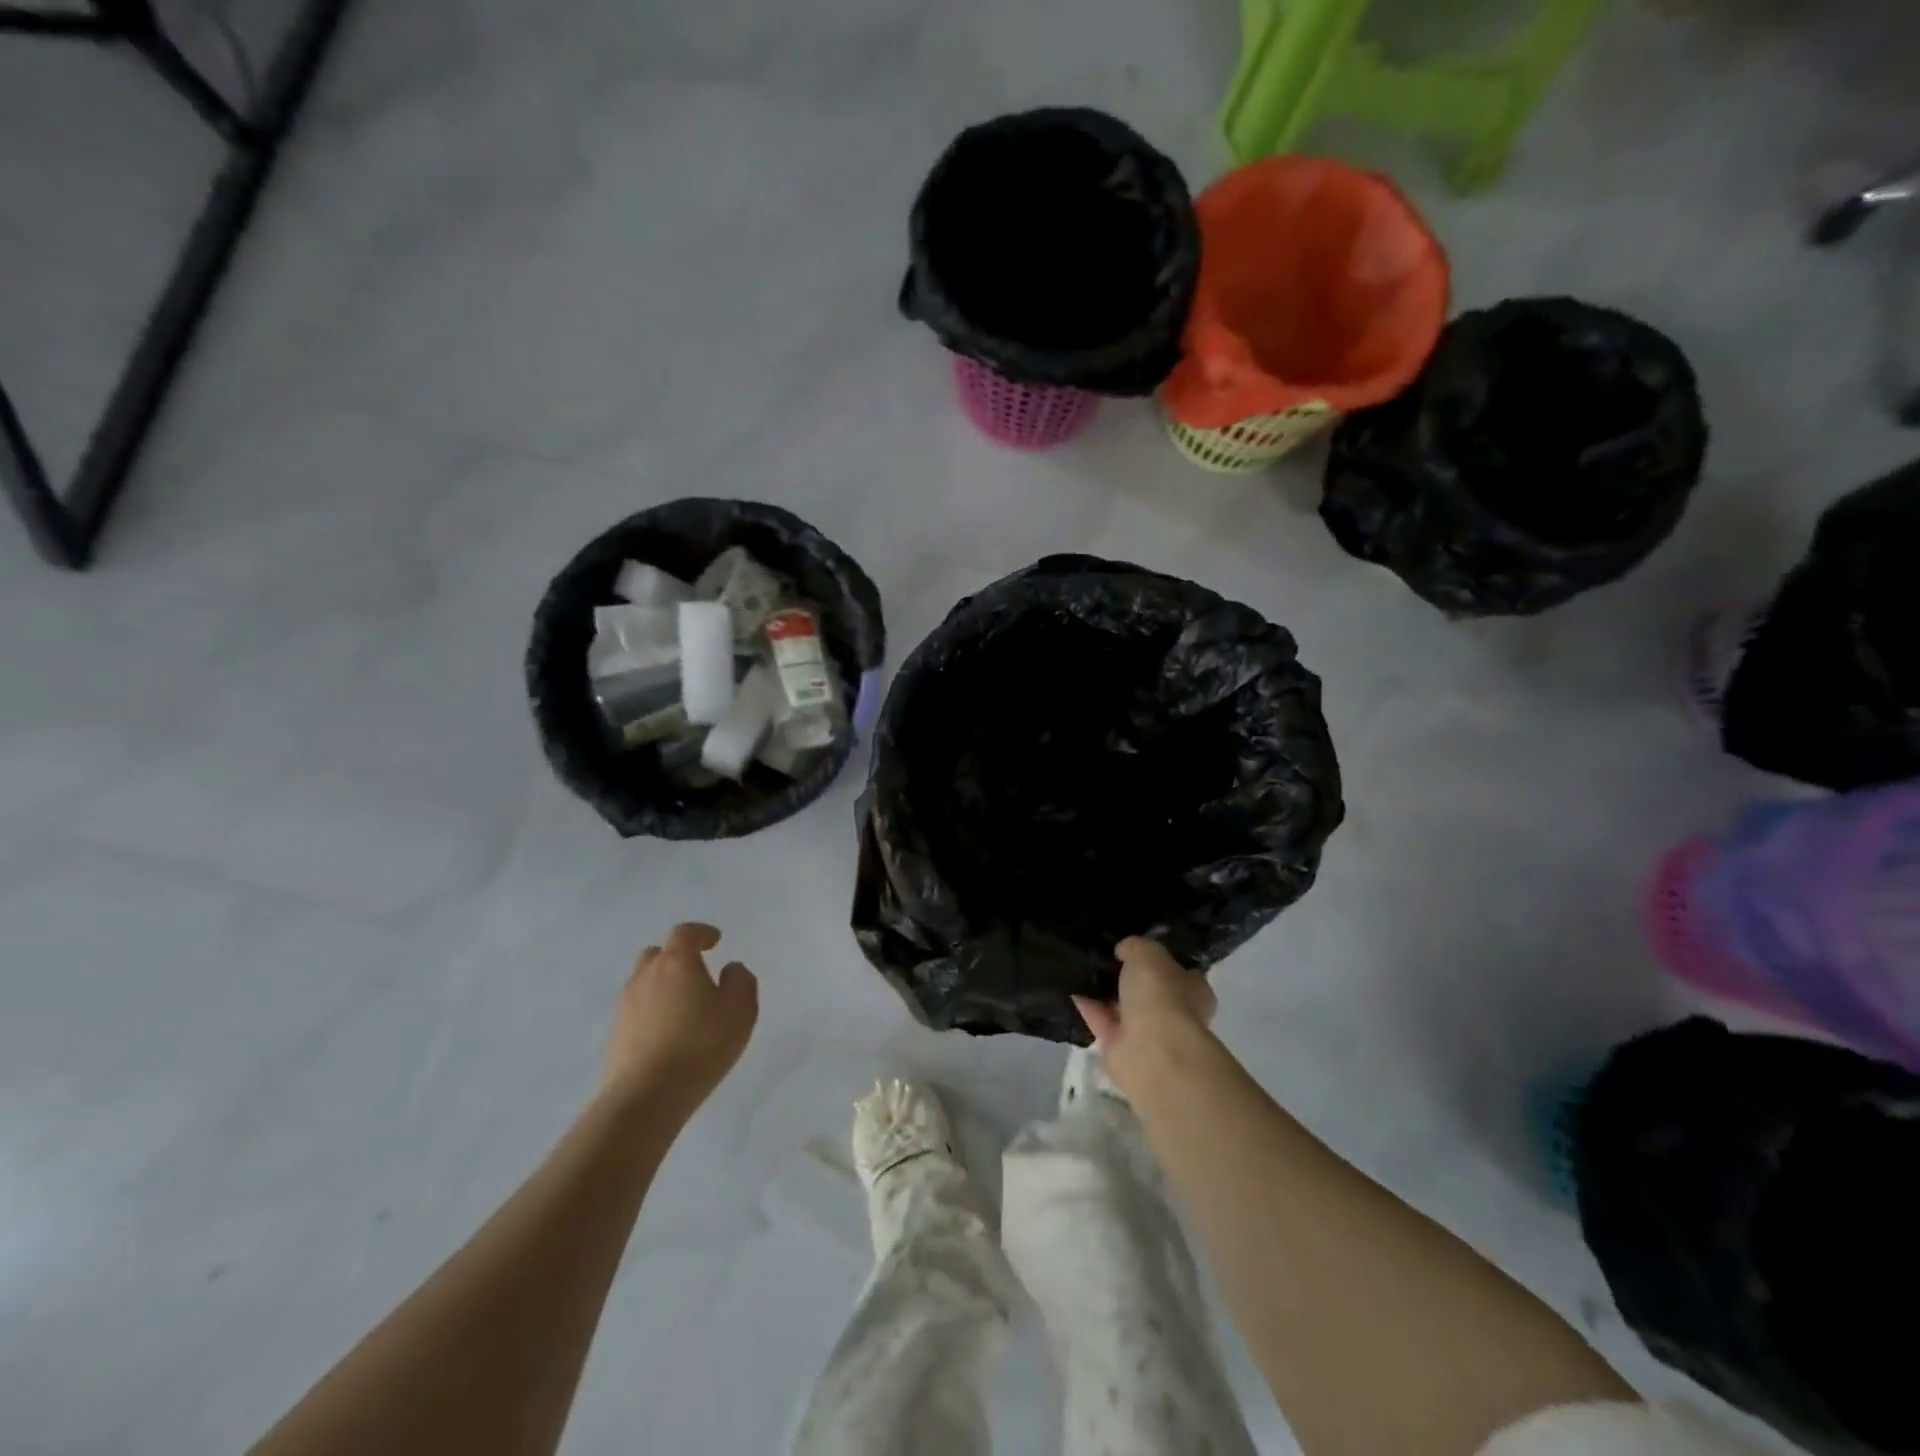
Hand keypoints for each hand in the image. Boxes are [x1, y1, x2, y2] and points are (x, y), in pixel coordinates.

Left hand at [601, 923, 757, 1113]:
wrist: (645, 1098)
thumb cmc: (700, 1045)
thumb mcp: (740, 1011)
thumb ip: (741, 981)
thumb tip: (730, 969)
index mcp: (676, 963)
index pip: (685, 933)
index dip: (701, 933)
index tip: (715, 941)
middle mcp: (646, 977)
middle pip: (657, 954)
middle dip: (677, 957)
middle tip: (696, 972)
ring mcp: (625, 1006)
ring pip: (644, 982)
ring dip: (663, 986)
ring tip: (684, 1007)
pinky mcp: (615, 1035)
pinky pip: (637, 1011)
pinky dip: (652, 1012)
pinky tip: (668, 1033)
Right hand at [1072, 937, 1216, 1099]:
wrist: (1151, 1050)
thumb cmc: (1162, 995)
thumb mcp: (1149, 953)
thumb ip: (1136, 947)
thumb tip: (1124, 951)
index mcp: (1193, 990)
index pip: (1178, 971)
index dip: (1158, 958)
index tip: (1133, 946)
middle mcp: (1174, 1014)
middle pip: (1147, 990)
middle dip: (1127, 976)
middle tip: (1102, 954)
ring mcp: (1147, 1034)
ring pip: (1122, 1007)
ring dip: (1104, 991)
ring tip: (1080, 966)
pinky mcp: (1120, 1049)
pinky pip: (1101, 1021)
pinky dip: (1087, 1005)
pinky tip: (1071, 986)